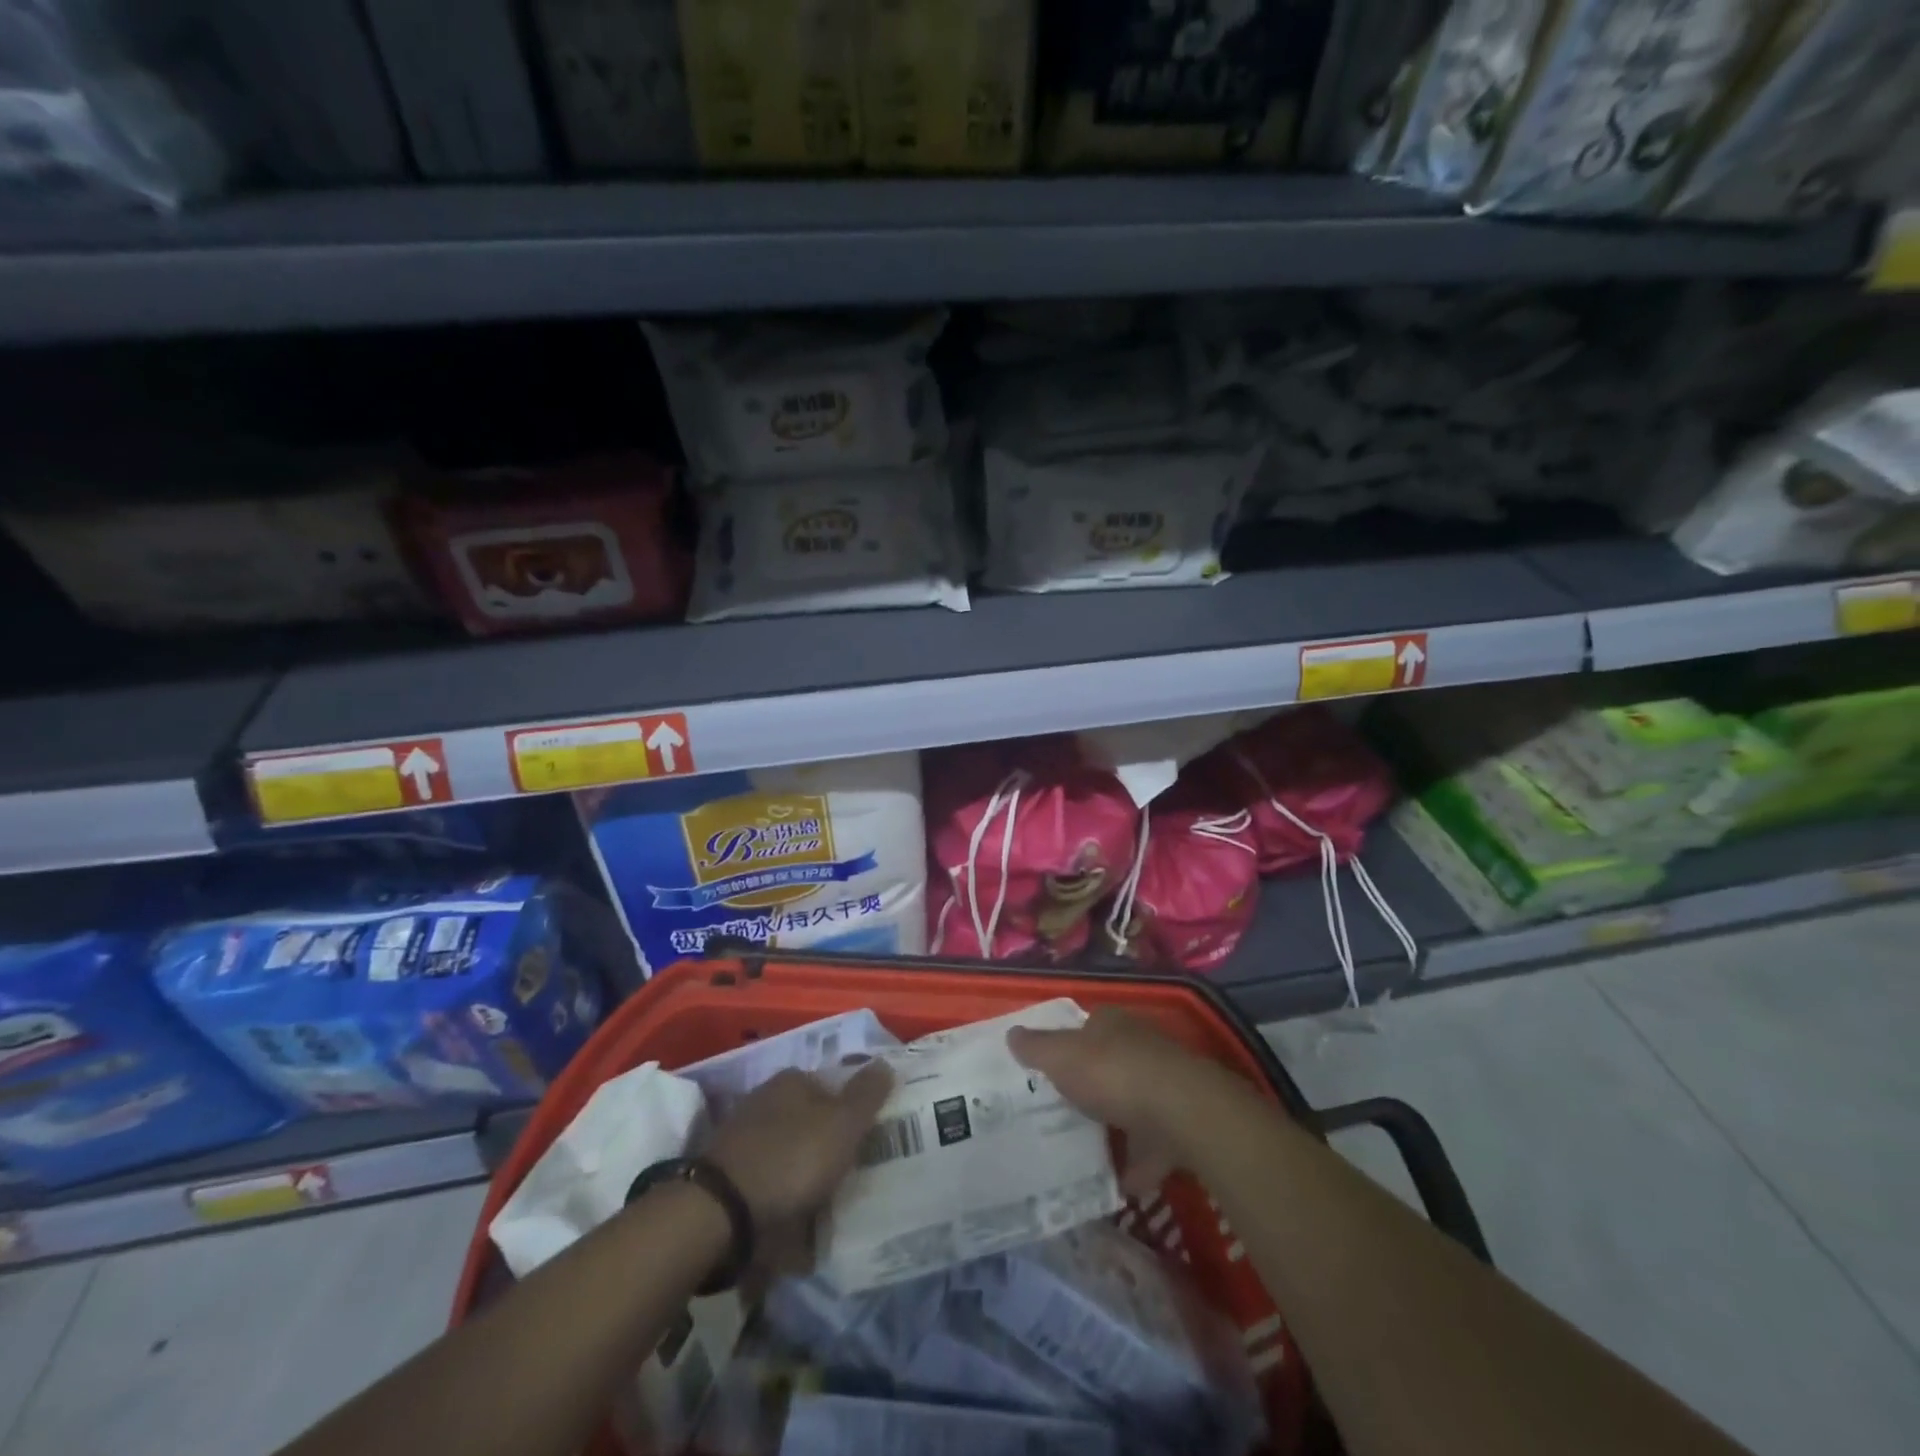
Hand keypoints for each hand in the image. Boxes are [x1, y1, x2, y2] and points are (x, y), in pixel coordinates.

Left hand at [705, 1062, 893, 1232]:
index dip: (853, 1109)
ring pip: (791, 1153)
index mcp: (791, 1080)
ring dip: (808, 1175)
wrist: (722, 1214)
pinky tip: (803, 1225)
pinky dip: (787, 1201)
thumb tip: (885, 1063)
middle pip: (811, 1120)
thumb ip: (867, 1094)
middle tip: (856, 1171)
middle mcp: (766, 1101)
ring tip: (834, 1204)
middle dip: (830, 1143)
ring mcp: (745, 1140)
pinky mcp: (733, 1179)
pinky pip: (772, 1185)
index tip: (870, 1136)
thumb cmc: (791, 1158)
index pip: (832, 1085)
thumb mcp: (842, 1123)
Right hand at [1008, 1008, 1241, 1198]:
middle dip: (1090, 1086)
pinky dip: (1135, 1166)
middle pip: (1109, 1065)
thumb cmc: (1113, 1073)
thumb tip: (1012, 1034)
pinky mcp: (1179, 1127)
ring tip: (1082, 1150)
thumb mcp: (1062, 1057)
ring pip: (1131, 1105)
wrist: (1182, 1113)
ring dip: (1113, 1126)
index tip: (1046, 1069)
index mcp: (1112, 1024)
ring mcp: (1163, 1089)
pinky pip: (1150, 1149)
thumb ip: (1036, 1048)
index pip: (1086, 1026)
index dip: (1067, 1044)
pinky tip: (1114, 1186)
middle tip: (1059, 1111)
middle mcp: (1140, 1048)